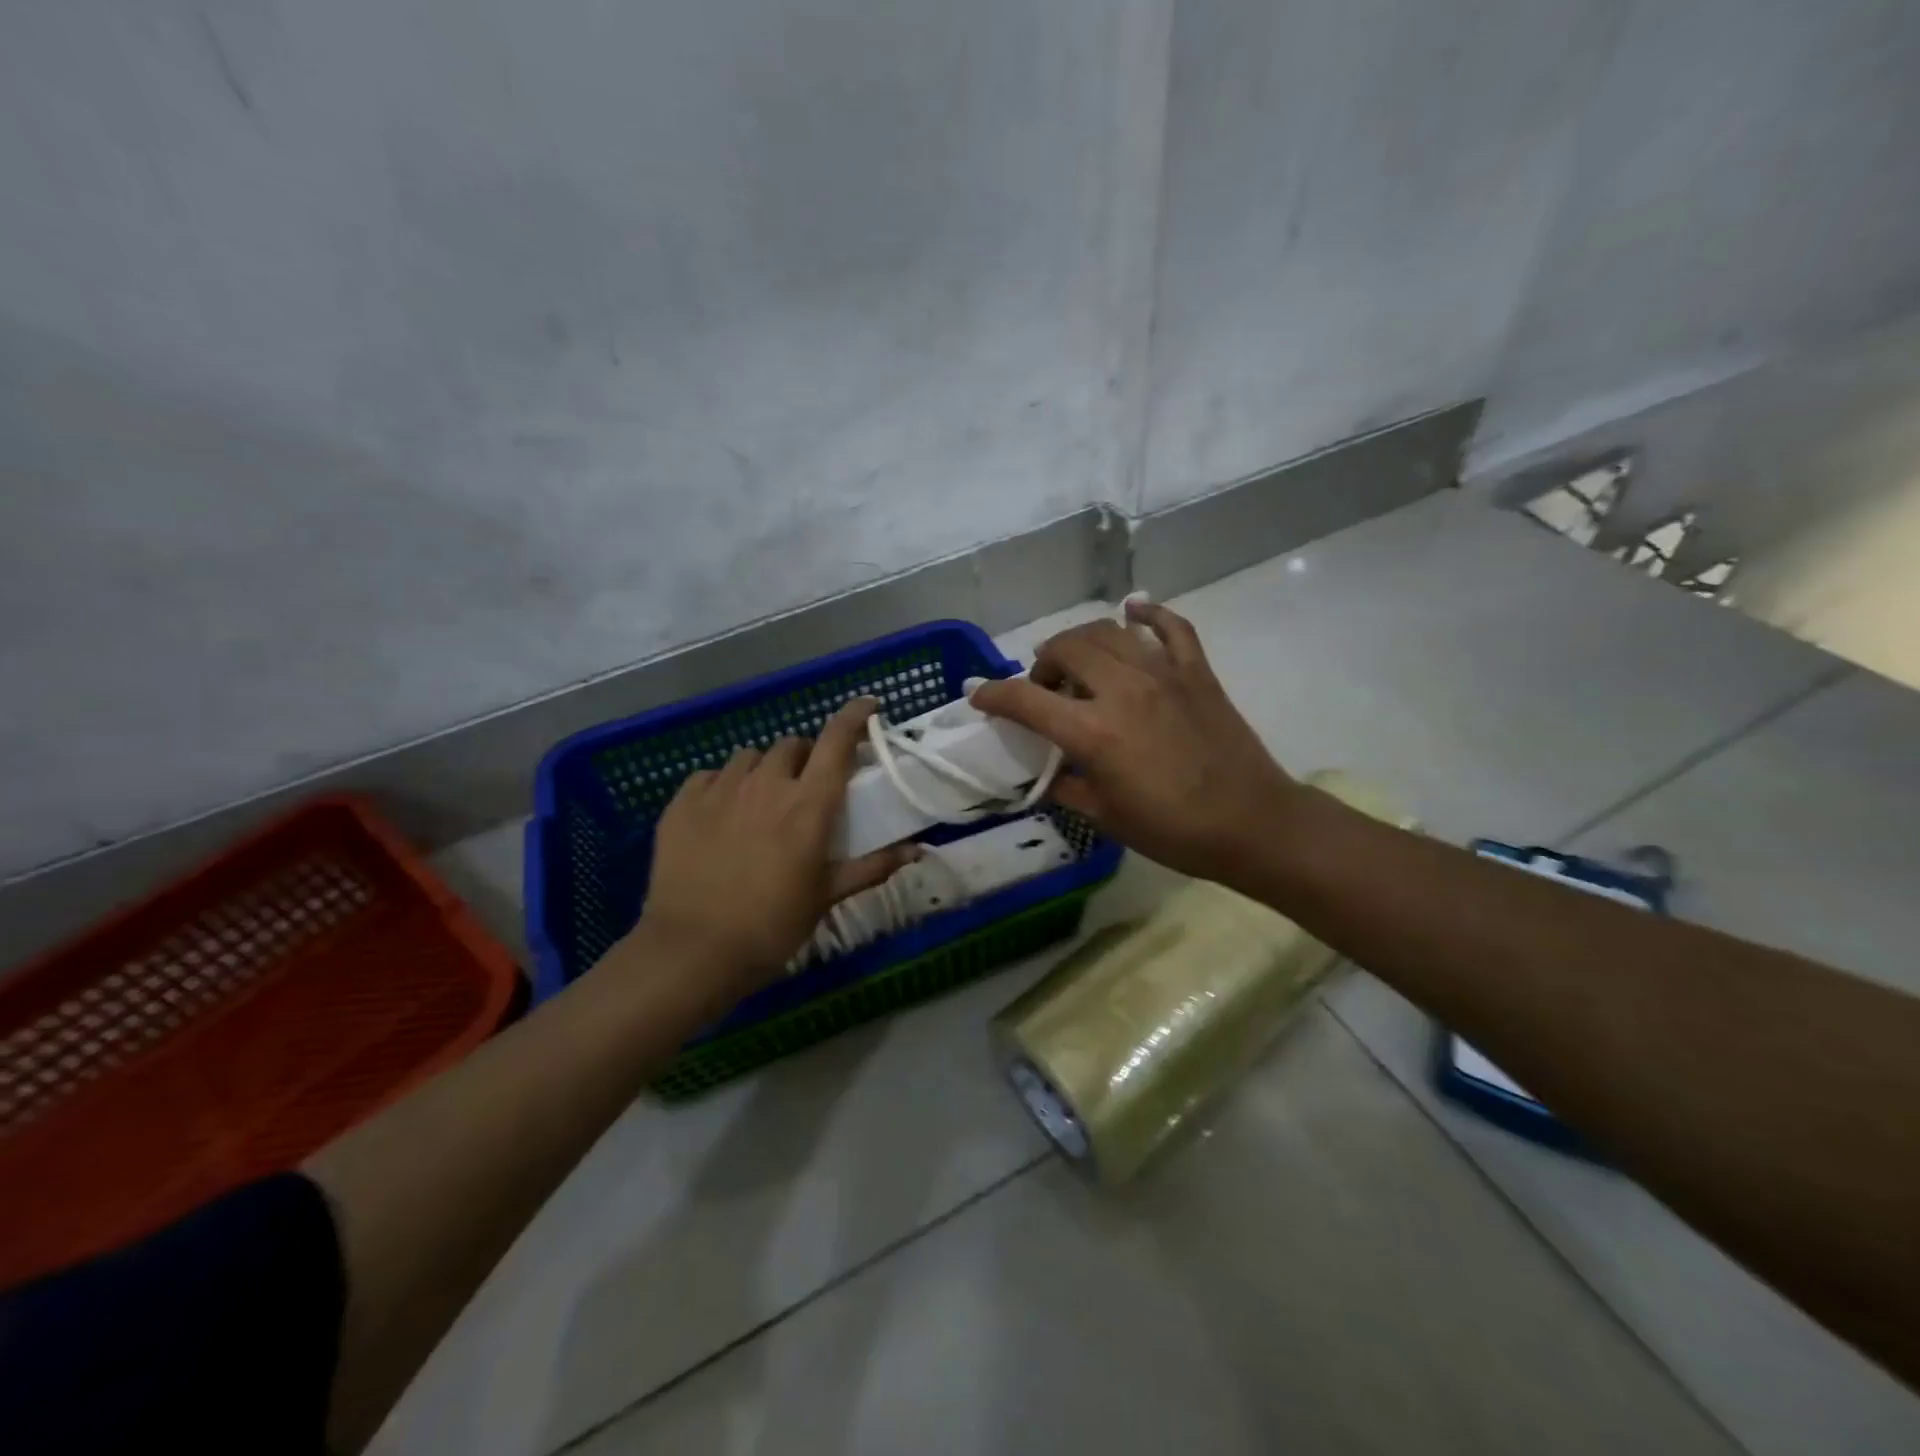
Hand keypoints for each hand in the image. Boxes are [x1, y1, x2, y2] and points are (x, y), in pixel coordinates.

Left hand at [637, 699, 915, 998]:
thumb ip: (873, 866)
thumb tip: (918, 850)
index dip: (855, 716)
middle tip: (806, 786)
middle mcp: (766, 784)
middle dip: (805, 757)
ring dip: (764, 769)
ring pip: (749, 757)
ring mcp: (720, 790)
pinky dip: (723, 785)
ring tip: (761, 800)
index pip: (837, 740)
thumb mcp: (827, 896)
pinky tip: (722, 813)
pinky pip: (709, 776)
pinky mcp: (682, 804)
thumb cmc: (772, 926)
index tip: (869, 706)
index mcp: (808, 804)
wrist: (693, 952)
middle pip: (792, 745)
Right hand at [970, 601, 1298, 889]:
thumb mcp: (1106, 818)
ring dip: (1081, 640)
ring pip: (1109, 631)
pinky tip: (1134, 611)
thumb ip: (1067, 789)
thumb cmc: (1173, 831)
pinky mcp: (1197, 671)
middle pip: (1066, 649)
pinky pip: (1171, 627)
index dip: (994, 696)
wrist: (1251, 824)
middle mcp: (1122, 690)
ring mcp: (1164, 674)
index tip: (980, 697)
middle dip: (1042, 663)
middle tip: (1043, 687)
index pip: (1026, 700)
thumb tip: (1048, 774)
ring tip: (1077, 661)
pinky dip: (1148, 613)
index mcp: (1093, 733)